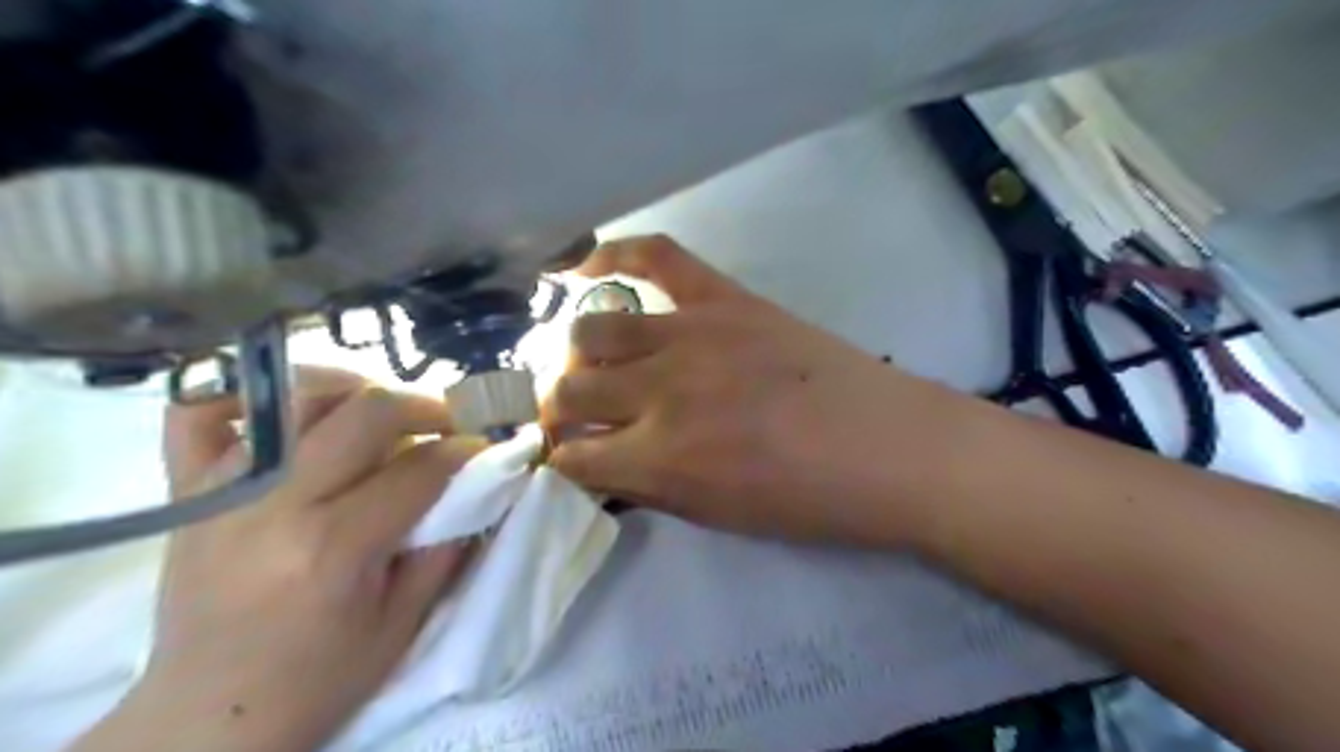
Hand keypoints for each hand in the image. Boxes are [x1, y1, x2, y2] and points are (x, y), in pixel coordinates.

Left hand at [73, 369, 481, 750]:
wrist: (208, 716)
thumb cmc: (318, 678)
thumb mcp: (402, 623)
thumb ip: (444, 548)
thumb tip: (477, 489)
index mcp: (335, 547)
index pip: (421, 468)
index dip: (466, 450)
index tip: (486, 447)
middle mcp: (277, 504)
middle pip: (368, 411)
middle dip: (425, 407)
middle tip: (447, 423)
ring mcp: (224, 489)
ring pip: (300, 395)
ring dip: (357, 388)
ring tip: (383, 410)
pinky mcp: (187, 490)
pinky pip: (199, 411)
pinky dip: (246, 393)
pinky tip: (291, 408)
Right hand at [538, 234, 956, 544]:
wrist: (890, 449)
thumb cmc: (808, 500)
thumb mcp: (717, 516)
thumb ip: (648, 487)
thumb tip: (602, 464)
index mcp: (660, 459)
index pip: (573, 456)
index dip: (562, 459)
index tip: (569, 456)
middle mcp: (661, 391)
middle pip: (570, 389)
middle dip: (560, 408)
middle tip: (575, 413)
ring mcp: (691, 334)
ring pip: (594, 328)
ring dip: (580, 353)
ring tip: (595, 361)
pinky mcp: (725, 298)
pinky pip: (656, 256)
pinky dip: (613, 254)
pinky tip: (584, 267)